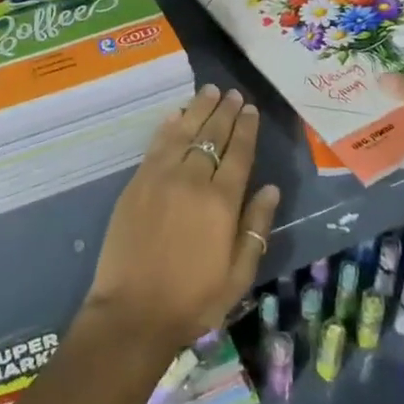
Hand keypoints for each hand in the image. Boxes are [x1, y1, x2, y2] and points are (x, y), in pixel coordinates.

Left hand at [82, 86, 280, 356]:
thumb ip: (255, 227)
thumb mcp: (238, 275)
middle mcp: (191, 181)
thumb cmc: (193, 300)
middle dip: (224, 112)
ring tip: (209, 91)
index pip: (238, 154)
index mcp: (221, 203)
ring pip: (184, 132)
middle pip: (211, 136)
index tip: (250, 109)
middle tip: (232, 93)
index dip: (246, 129)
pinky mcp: (137, 182)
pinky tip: (176, 114)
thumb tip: (271, 189)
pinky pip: (157, 144)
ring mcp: (160, 178)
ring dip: (198, 109)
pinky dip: (169, 126)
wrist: (133, 311)